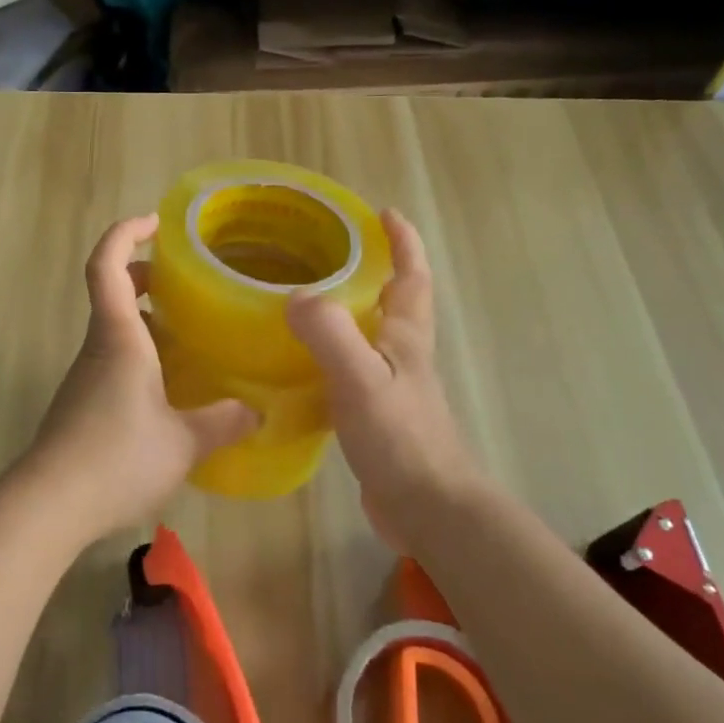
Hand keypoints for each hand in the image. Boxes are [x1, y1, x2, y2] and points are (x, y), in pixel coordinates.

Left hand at [19, 213, 258, 546]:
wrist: (49, 505)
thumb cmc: (117, 457)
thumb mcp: (184, 442)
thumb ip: (224, 422)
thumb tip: (258, 411)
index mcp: (119, 336)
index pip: (106, 264)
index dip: (125, 233)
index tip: (155, 223)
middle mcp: (98, 347)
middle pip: (111, 291)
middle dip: (143, 275)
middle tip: (182, 281)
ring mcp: (86, 377)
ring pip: (114, 330)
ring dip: (146, 321)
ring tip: (189, 337)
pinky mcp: (82, 405)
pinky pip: (113, 362)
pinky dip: (140, 356)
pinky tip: (169, 389)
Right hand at [286, 209, 482, 547]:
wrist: (427, 509)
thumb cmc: (400, 437)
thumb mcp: (360, 378)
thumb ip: (329, 333)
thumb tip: (295, 297)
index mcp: (406, 336)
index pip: (411, 276)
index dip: (402, 242)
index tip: (383, 213)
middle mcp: (404, 355)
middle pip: (394, 301)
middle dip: (374, 270)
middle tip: (330, 252)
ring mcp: (393, 387)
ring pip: (372, 335)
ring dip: (350, 311)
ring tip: (306, 299)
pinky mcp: (378, 416)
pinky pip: (352, 369)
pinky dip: (332, 355)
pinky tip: (301, 365)